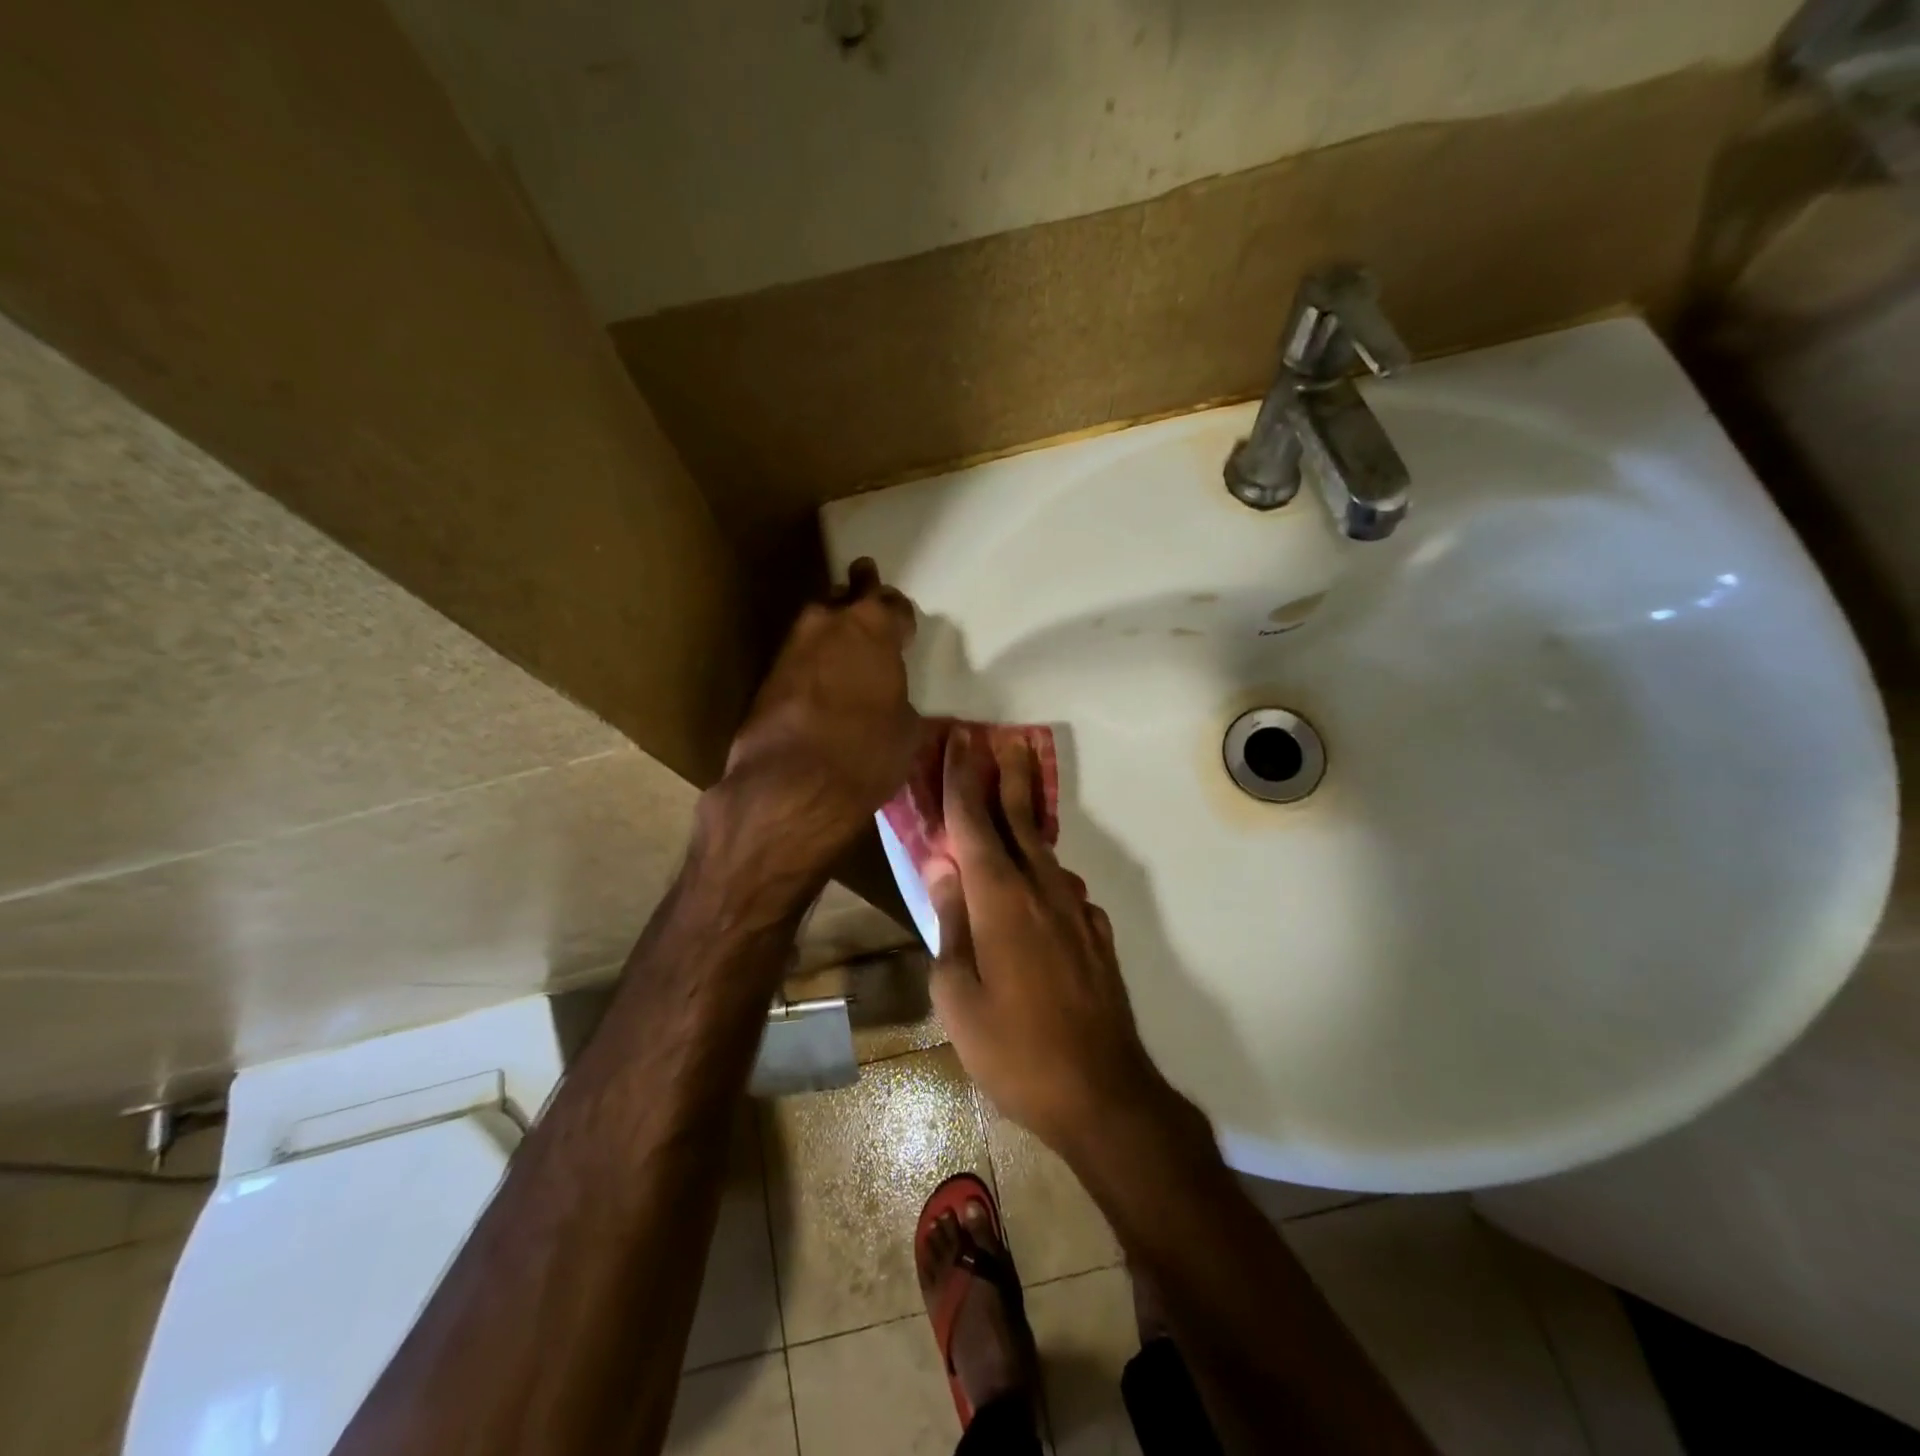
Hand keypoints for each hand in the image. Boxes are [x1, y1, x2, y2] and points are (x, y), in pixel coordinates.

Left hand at [704, 559, 921, 889]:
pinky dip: (812, 664)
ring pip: (817, 623)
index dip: (901, 618)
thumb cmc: (867, 753)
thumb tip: (890, 700)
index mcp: (874, 627)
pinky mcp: (767, 676)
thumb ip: (899, 698)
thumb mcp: (906, 728)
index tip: (904, 631)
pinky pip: (799, 657)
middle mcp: (829, 623)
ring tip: (844, 648)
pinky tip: (820, 682)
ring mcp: (792, 647)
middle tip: (868, 613)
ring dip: (831, 631)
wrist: (793, 786)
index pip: (893, 605)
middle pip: (847, 597)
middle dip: (859, 601)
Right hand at [926, 727, 1173, 1156]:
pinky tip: (1040, 879)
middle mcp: (1041, 891)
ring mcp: (1075, 911)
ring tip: (1015, 795)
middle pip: (1019, 819)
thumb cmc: (1013, 1048)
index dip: (963, 779)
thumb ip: (951, 923)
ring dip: (1026, 817)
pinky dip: (1044, 869)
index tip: (960, 741)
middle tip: (1002, 739)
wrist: (1102, 1091)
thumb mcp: (958, 994)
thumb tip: (944, 869)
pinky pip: (1062, 888)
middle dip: (1007, 775)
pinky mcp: (1095, 935)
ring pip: (1044, 850)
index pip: (974, 823)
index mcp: (1000, 899)